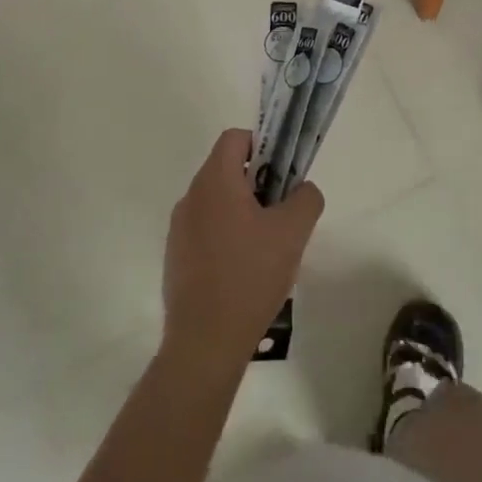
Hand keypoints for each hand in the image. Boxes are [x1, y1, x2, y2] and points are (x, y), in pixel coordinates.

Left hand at [162, 129, 323, 365]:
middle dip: (257, 182)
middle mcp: (190, 198)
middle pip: (226, 170)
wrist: (205, 343)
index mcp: (215, 181)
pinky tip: (244, 271)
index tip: (282, 173)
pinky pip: (205, 230)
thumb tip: (303, 190)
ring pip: (216, 202)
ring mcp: (179, 230)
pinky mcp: (176, 258)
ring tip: (266, 246)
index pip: (235, 138)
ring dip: (242, 211)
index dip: (262, 145)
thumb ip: (306, 198)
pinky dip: (226, 236)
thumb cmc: (250, 276)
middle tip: (281, 212)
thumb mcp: (293, 232)